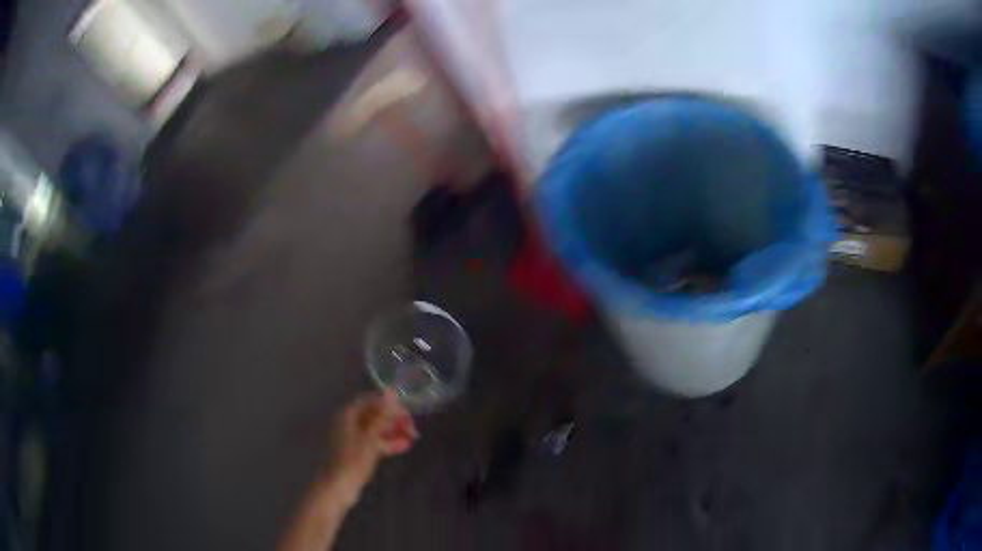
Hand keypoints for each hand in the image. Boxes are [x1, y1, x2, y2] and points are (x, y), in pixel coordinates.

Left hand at [327, 390, 417, 504]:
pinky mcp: (357, 451)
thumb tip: (392, 392)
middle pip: (374, 414)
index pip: (371, 400)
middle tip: (413, 429)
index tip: (408, 414)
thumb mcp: (371, 438)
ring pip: (376, 428)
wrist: (339, 487)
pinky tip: (405, 446)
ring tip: (414, 438)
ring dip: (394, 431)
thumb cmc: (353, 460)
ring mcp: (353, 437)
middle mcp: (349, 422)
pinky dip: (388, 442)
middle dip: (394, 419)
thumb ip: (382, 416)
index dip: (390, 404)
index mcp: (348, 414)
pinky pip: (374, 441)